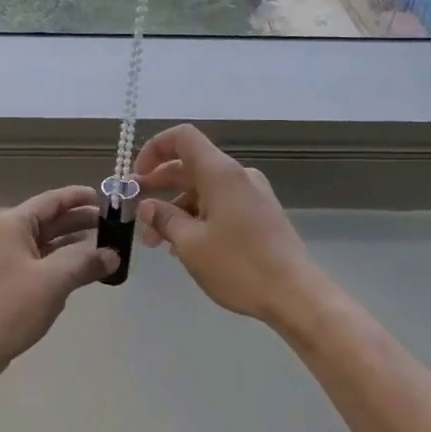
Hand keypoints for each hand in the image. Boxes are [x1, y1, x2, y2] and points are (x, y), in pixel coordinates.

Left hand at [0, 185, 118, 375]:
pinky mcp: (3, 282)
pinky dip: (58, 264)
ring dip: (71, 245)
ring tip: (103, 248)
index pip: (51, 201)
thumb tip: (112, 255)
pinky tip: (79, 272)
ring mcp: (1, 259)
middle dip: (79, 222)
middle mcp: (5, 235)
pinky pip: (37, 263)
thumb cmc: (12, 304)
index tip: (105, 199)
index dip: (78, 198)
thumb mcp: (55, 279)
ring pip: (43, 244)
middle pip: (48, 221)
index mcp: (12, 224)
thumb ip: (86, 262)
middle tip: (112, 226)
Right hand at [133, 124, 323, 327]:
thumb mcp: (190, 244)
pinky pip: (219, 204)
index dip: (153, 150)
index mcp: (220, 173)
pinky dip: (196, 217)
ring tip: (156, 242)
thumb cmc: (238, 265)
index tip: (136, 179)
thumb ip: (164, 219)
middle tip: (135, 211)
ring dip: (175, 208)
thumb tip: (147, 206)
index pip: (181, 138)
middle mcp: (237, 176)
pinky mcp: (259, 215)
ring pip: (203, 189)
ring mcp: (251, 195)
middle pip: (189, 165)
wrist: (294, 294)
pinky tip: (184, 246)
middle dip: (158, 186)